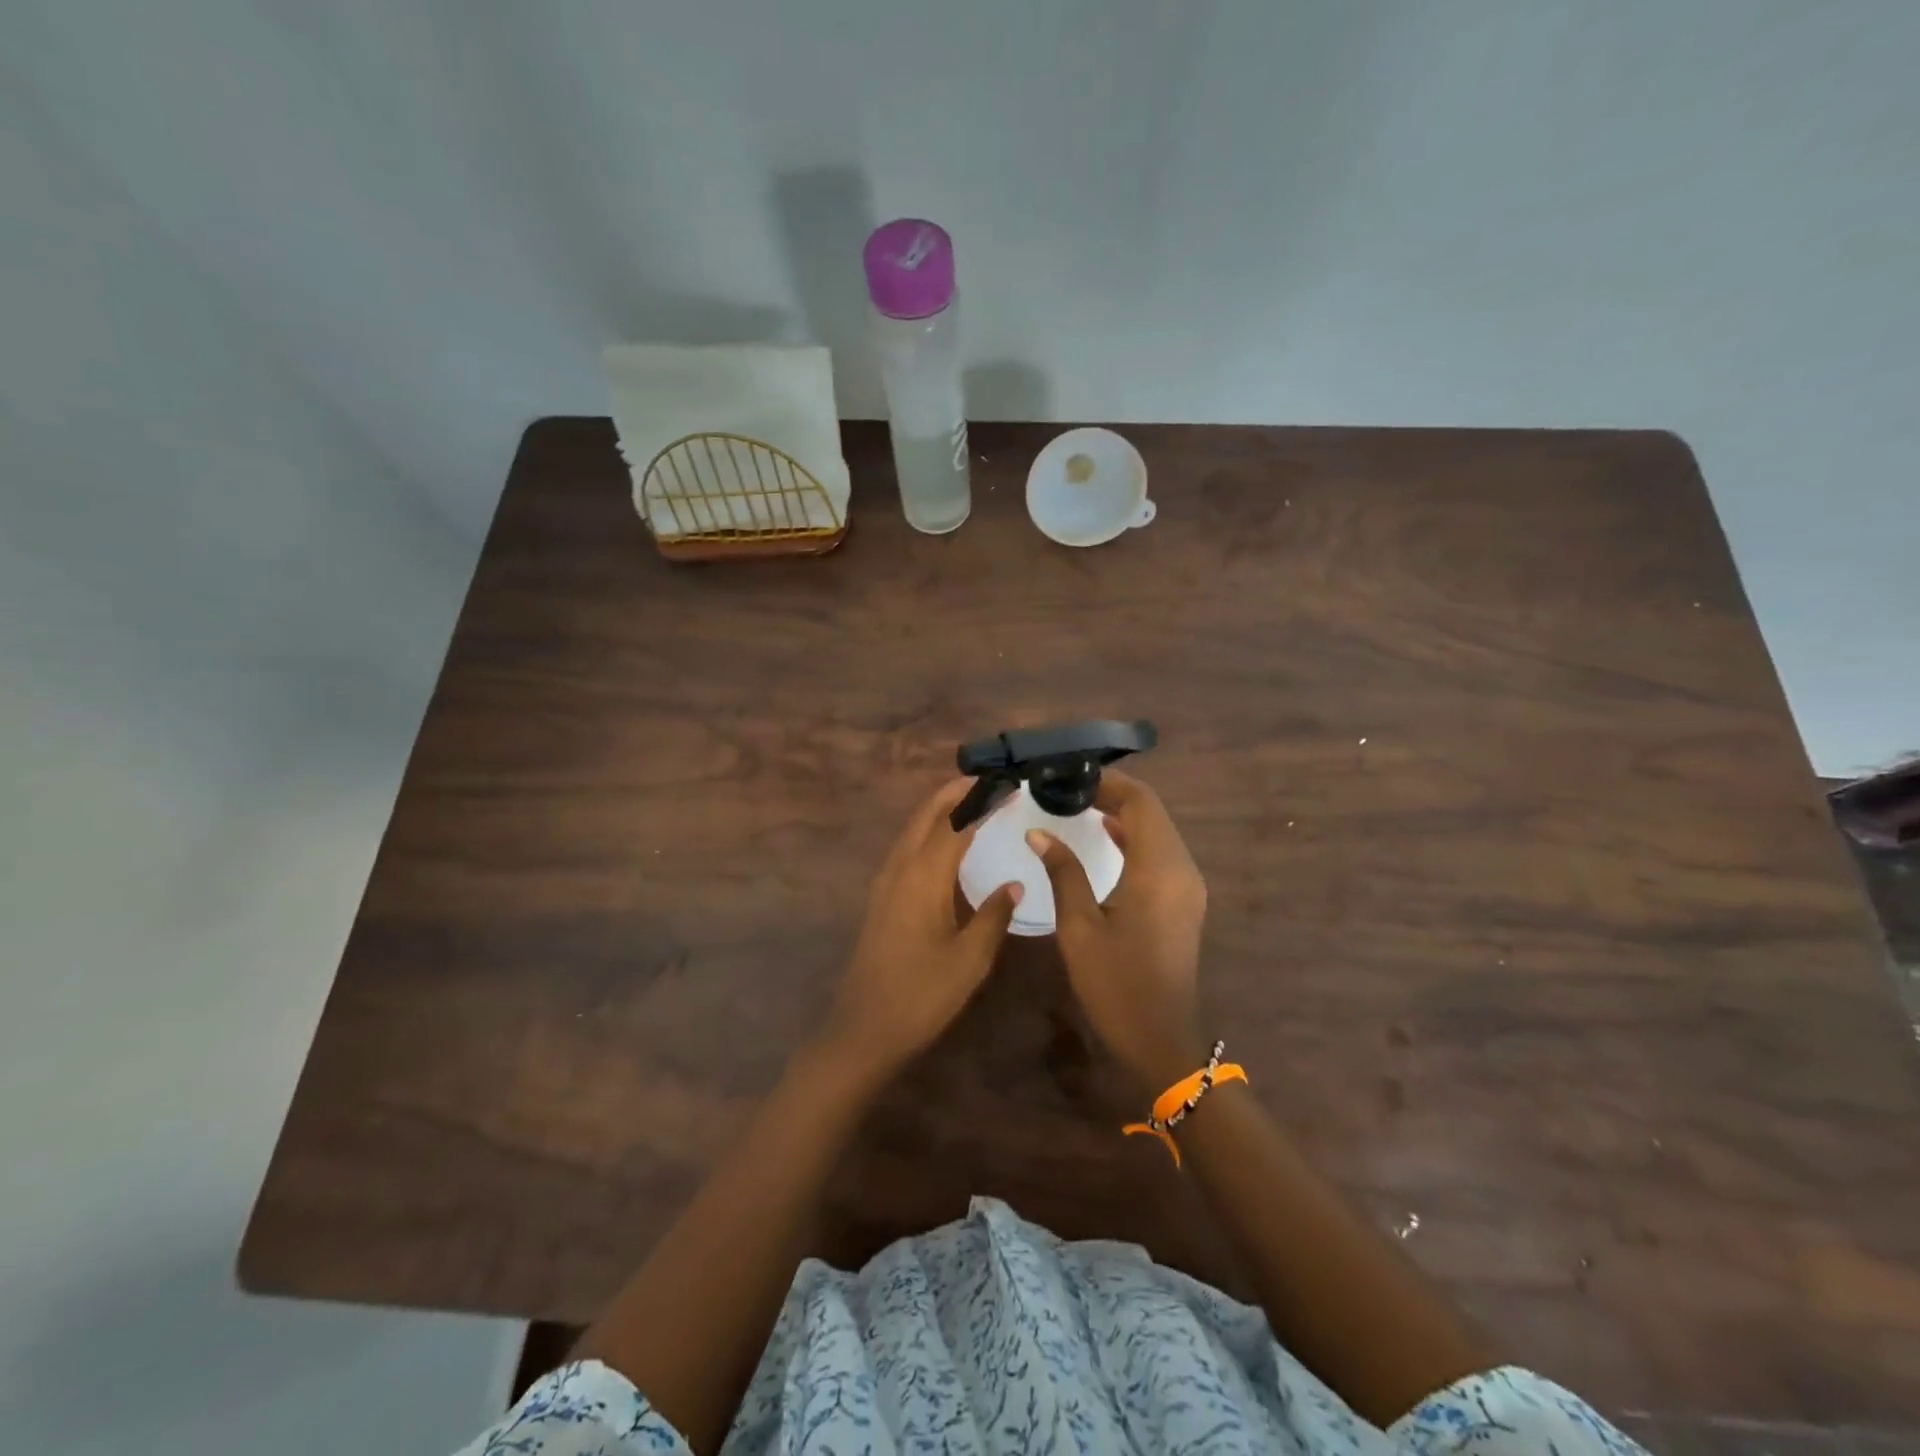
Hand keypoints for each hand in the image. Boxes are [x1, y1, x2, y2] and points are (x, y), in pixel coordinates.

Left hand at [823, 777, 1022, 1080]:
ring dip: (941, 808)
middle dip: (957, 791)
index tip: (1010, 786)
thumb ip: (994, 916)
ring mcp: (885, 881)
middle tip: (991, 782)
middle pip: (927, 813)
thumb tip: (1014, 884)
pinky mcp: (880, 896)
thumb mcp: (970, 959)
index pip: (956, 821)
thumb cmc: (922, 995)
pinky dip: (929, 830)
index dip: (983, 800)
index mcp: (924, 876)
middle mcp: (900, 868)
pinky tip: (946, 843)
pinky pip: (907, 846)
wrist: (864, 1028)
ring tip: (973, 801)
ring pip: (913, 828)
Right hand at [1028, 770, 1207, 1087]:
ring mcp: (1188, 885)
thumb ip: (1063, 872)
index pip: (1140, 802)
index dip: (1108, 782)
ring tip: (1080, 804)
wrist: (1161, 1040)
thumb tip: (1039, 832)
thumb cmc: (1115, 985)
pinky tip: (1105, 836)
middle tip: (1068, 787)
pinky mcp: (1185, 901)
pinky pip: (1161, 852)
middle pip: (1153, 811)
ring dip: (1125, 813)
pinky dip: (1134, 837)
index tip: (1069, 776)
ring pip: (1159, 830)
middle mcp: (1182, 869)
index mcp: (1158, 869)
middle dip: (1114, 793)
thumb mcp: (1079, 928)